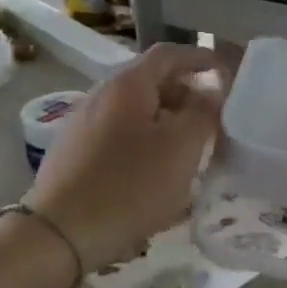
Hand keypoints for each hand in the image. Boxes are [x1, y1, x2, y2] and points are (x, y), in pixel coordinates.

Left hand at [26, 45, 223, 271]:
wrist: (60, 233)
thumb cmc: (130, 186)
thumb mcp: (181, 148)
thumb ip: (203, 113)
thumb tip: (211, 92)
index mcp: (127, 85)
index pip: (169, 54)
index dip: (201, 57)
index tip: (226, 72)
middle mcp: (100, 94)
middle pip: (151, 81)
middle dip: (186, 94)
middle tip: (212, 119)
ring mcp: (82, 124)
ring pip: (135, 111)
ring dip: (166, 121)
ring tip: (189, 148)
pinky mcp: (74, 153)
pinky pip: (119, 135)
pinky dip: (144, 141)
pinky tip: (154, 170)